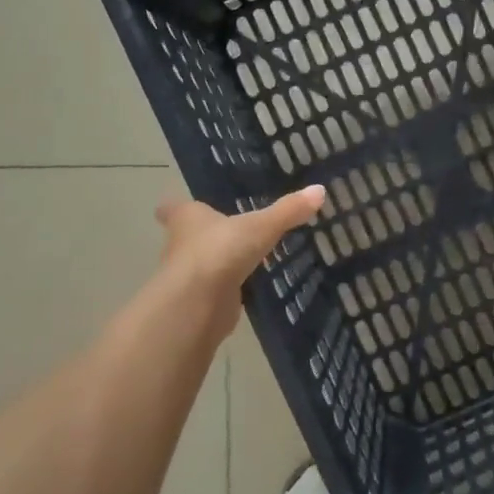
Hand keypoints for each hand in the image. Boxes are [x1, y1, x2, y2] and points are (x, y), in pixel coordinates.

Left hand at [155, 186, 327, 336]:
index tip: (183, 206)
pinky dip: (226, 289)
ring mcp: (188, 277)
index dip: (177, 207)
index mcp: (187, 219)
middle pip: (186, 237)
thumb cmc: (220, 251)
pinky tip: (244, 288)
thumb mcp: (260, 226)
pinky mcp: (199, 302)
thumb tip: (319, 190)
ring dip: (215, 263)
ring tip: (240, 258)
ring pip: (200, 265)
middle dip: (202, 236)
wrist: (198, 303)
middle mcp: (180, 245)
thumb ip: (287, 211)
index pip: (174, 208)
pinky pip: (214, 291)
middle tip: (225, 231)